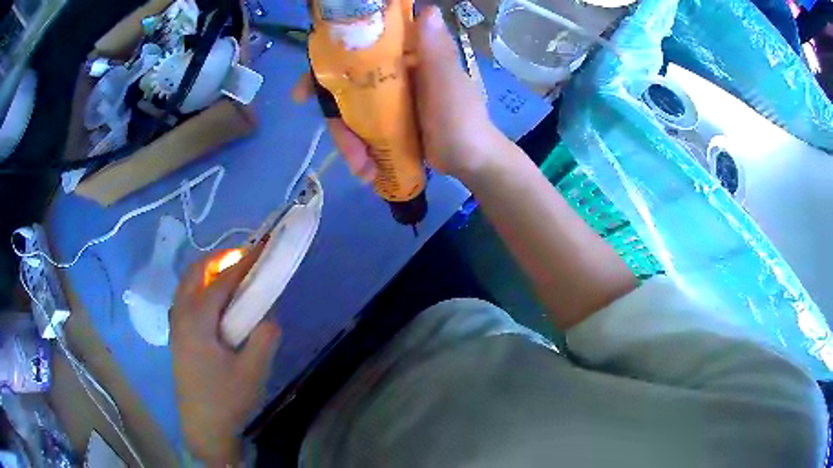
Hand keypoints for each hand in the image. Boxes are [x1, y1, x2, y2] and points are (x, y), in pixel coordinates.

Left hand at [171, 245, 280, 465]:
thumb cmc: (226, 400)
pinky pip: (185, 298)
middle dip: (220, 258)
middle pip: (196, 272)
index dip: (244, 260)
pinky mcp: (177, 336)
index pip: (222, 280)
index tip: (262, 245)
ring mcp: (175, 325)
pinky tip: (216, 304)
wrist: (202, 428)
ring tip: (232, 277)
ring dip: (208, 272)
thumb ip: (264, 337)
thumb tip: (268, 313)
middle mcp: (181, 315)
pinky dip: (200, 287)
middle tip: (245, 259)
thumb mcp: (253, 372)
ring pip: (187, 284)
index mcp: (197, 320)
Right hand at [292, 6, 505, 180]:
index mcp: (405, 58)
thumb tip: (426, 9)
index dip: (326, 67)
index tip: (304, 90)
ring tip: (363, 169)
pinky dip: (361, 153)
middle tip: (342, 148)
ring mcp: (388, 102)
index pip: (358, 53)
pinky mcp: (388, 125)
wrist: (473, 161)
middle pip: (347, 91)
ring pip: (352, 117)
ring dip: (351, 145)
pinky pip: (362, 134)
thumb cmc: (463, 119)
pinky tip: (367, 172)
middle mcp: (392, 75)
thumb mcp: (448, 83)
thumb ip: (436, 49)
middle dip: (337, 122)